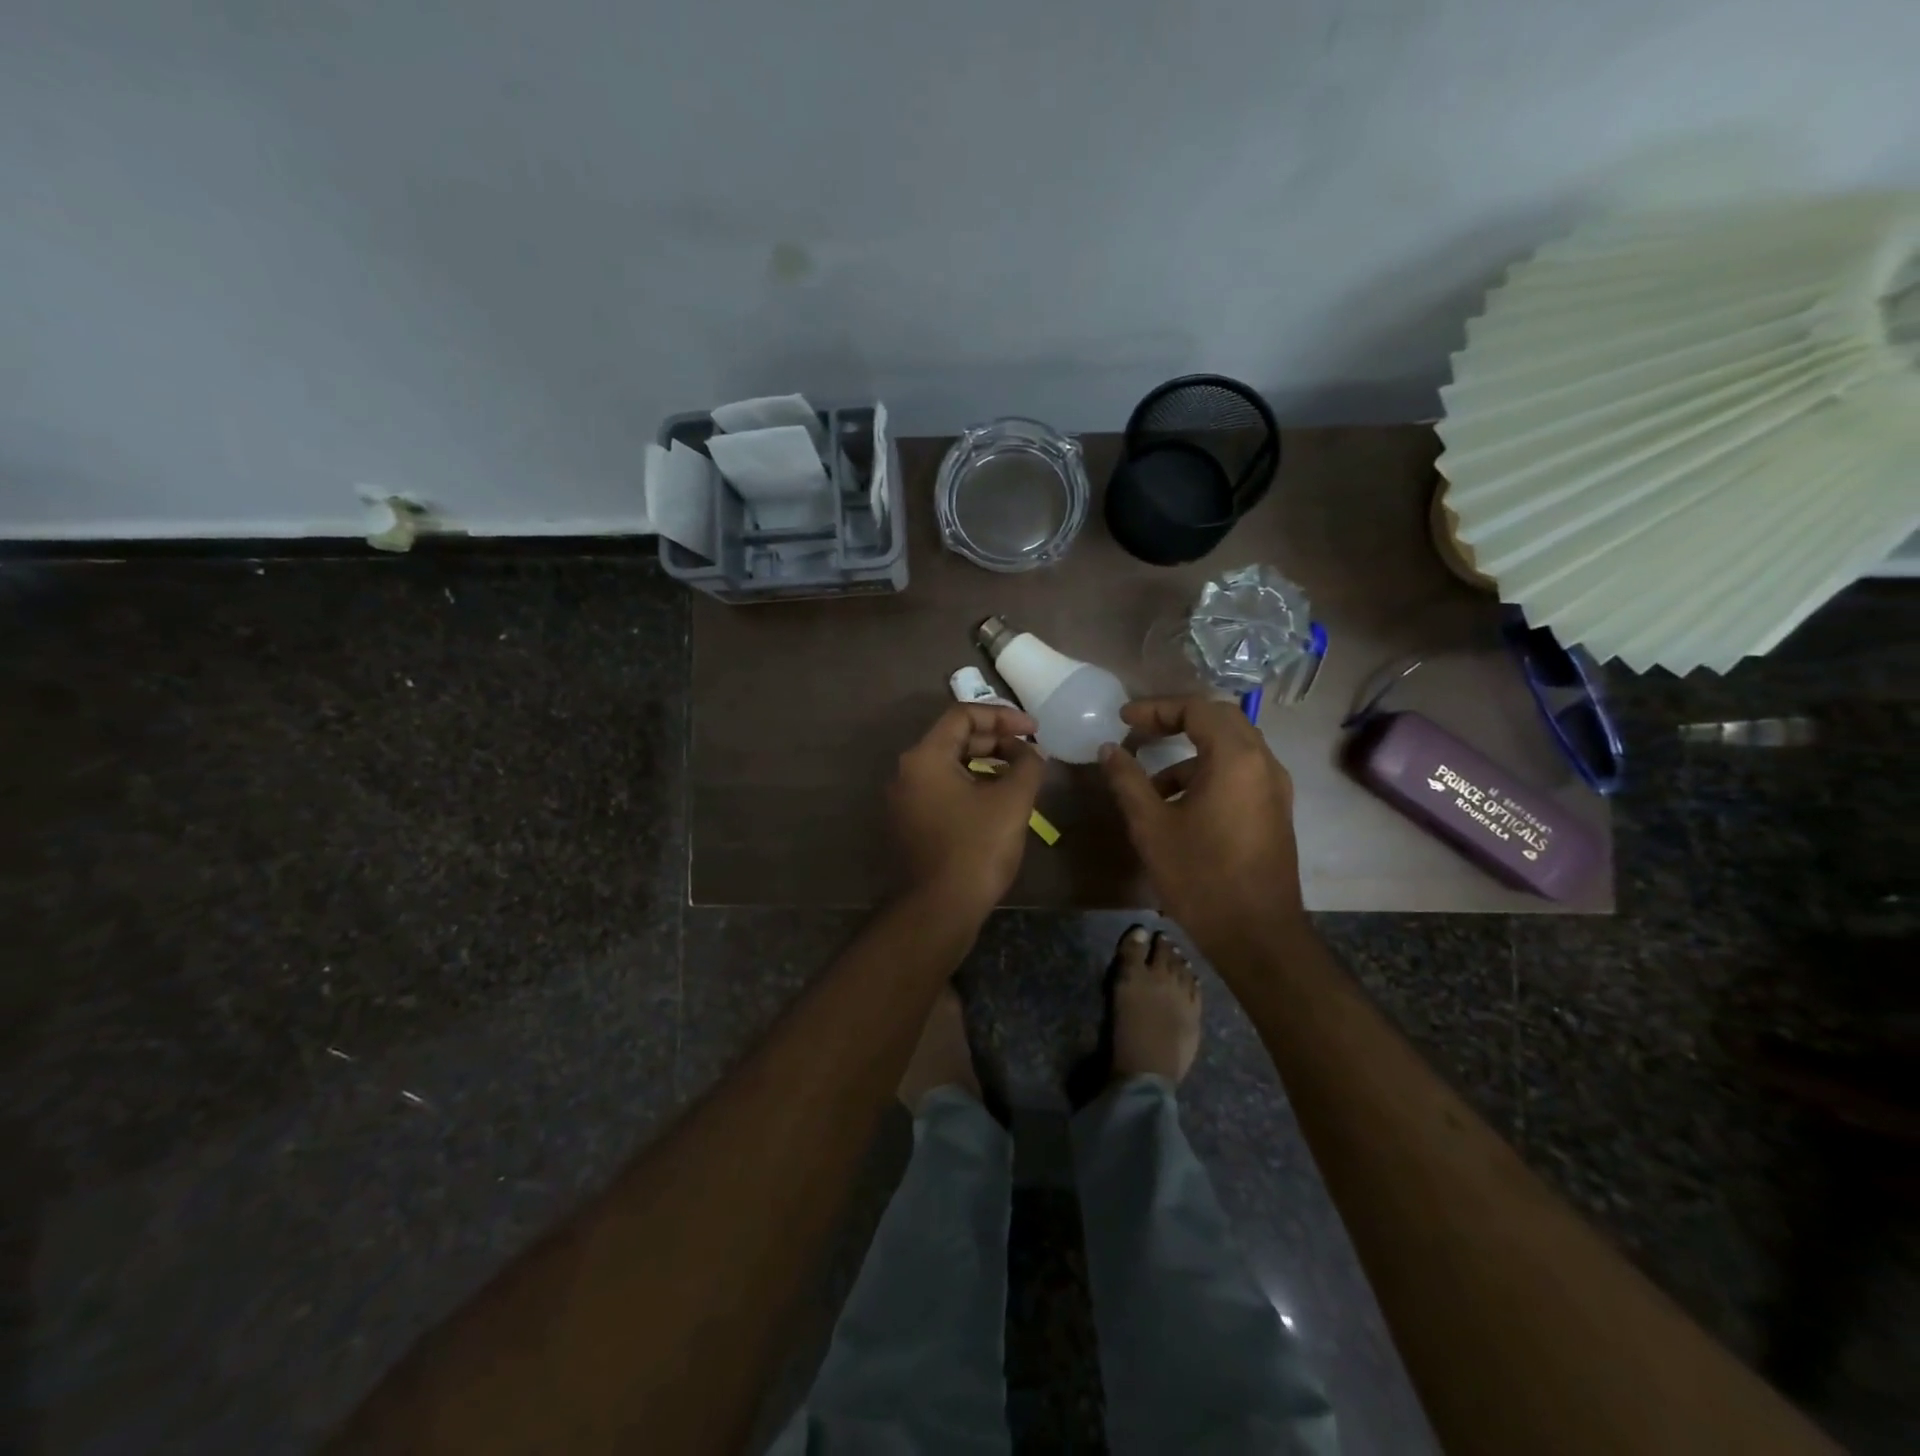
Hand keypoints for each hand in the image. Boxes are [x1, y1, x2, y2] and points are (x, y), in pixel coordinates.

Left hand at [887, 703, 1043, 921]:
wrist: (939, 909)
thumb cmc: (976, 848)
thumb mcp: (1012, 801)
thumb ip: (1027, 765)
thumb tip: (1031, 753)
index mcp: (925, 757)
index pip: (962, 715)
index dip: (1002, 716)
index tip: (1033, 730)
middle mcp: (907, 772)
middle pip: (954, 739)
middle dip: (996, 740)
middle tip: (1030, 752)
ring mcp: (905, 800)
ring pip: (949, 766)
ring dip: (986, 763)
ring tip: (1020, 775)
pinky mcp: (911, 824)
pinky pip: (943, 790)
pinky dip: (971, 785)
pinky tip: (998, 801)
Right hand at [1099, 696, 1305, 964]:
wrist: (1257, 935)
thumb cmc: (1200, 876)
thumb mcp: (1151, 826)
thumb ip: (1128, 780)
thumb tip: (1109, 749)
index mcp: (1236, 758)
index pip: (1197, 708)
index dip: (1156, 708)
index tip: (1124, 719)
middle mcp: (1263, 763)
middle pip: (1220, 719)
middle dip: (1177, 720)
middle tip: (1140, 732)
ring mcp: (1274, 788)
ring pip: (1232, 747)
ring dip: (1191, 752)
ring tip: (1152, 782)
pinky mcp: (1275, 810)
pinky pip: (1241, 772)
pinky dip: (1209, 772)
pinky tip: (1179, 805)